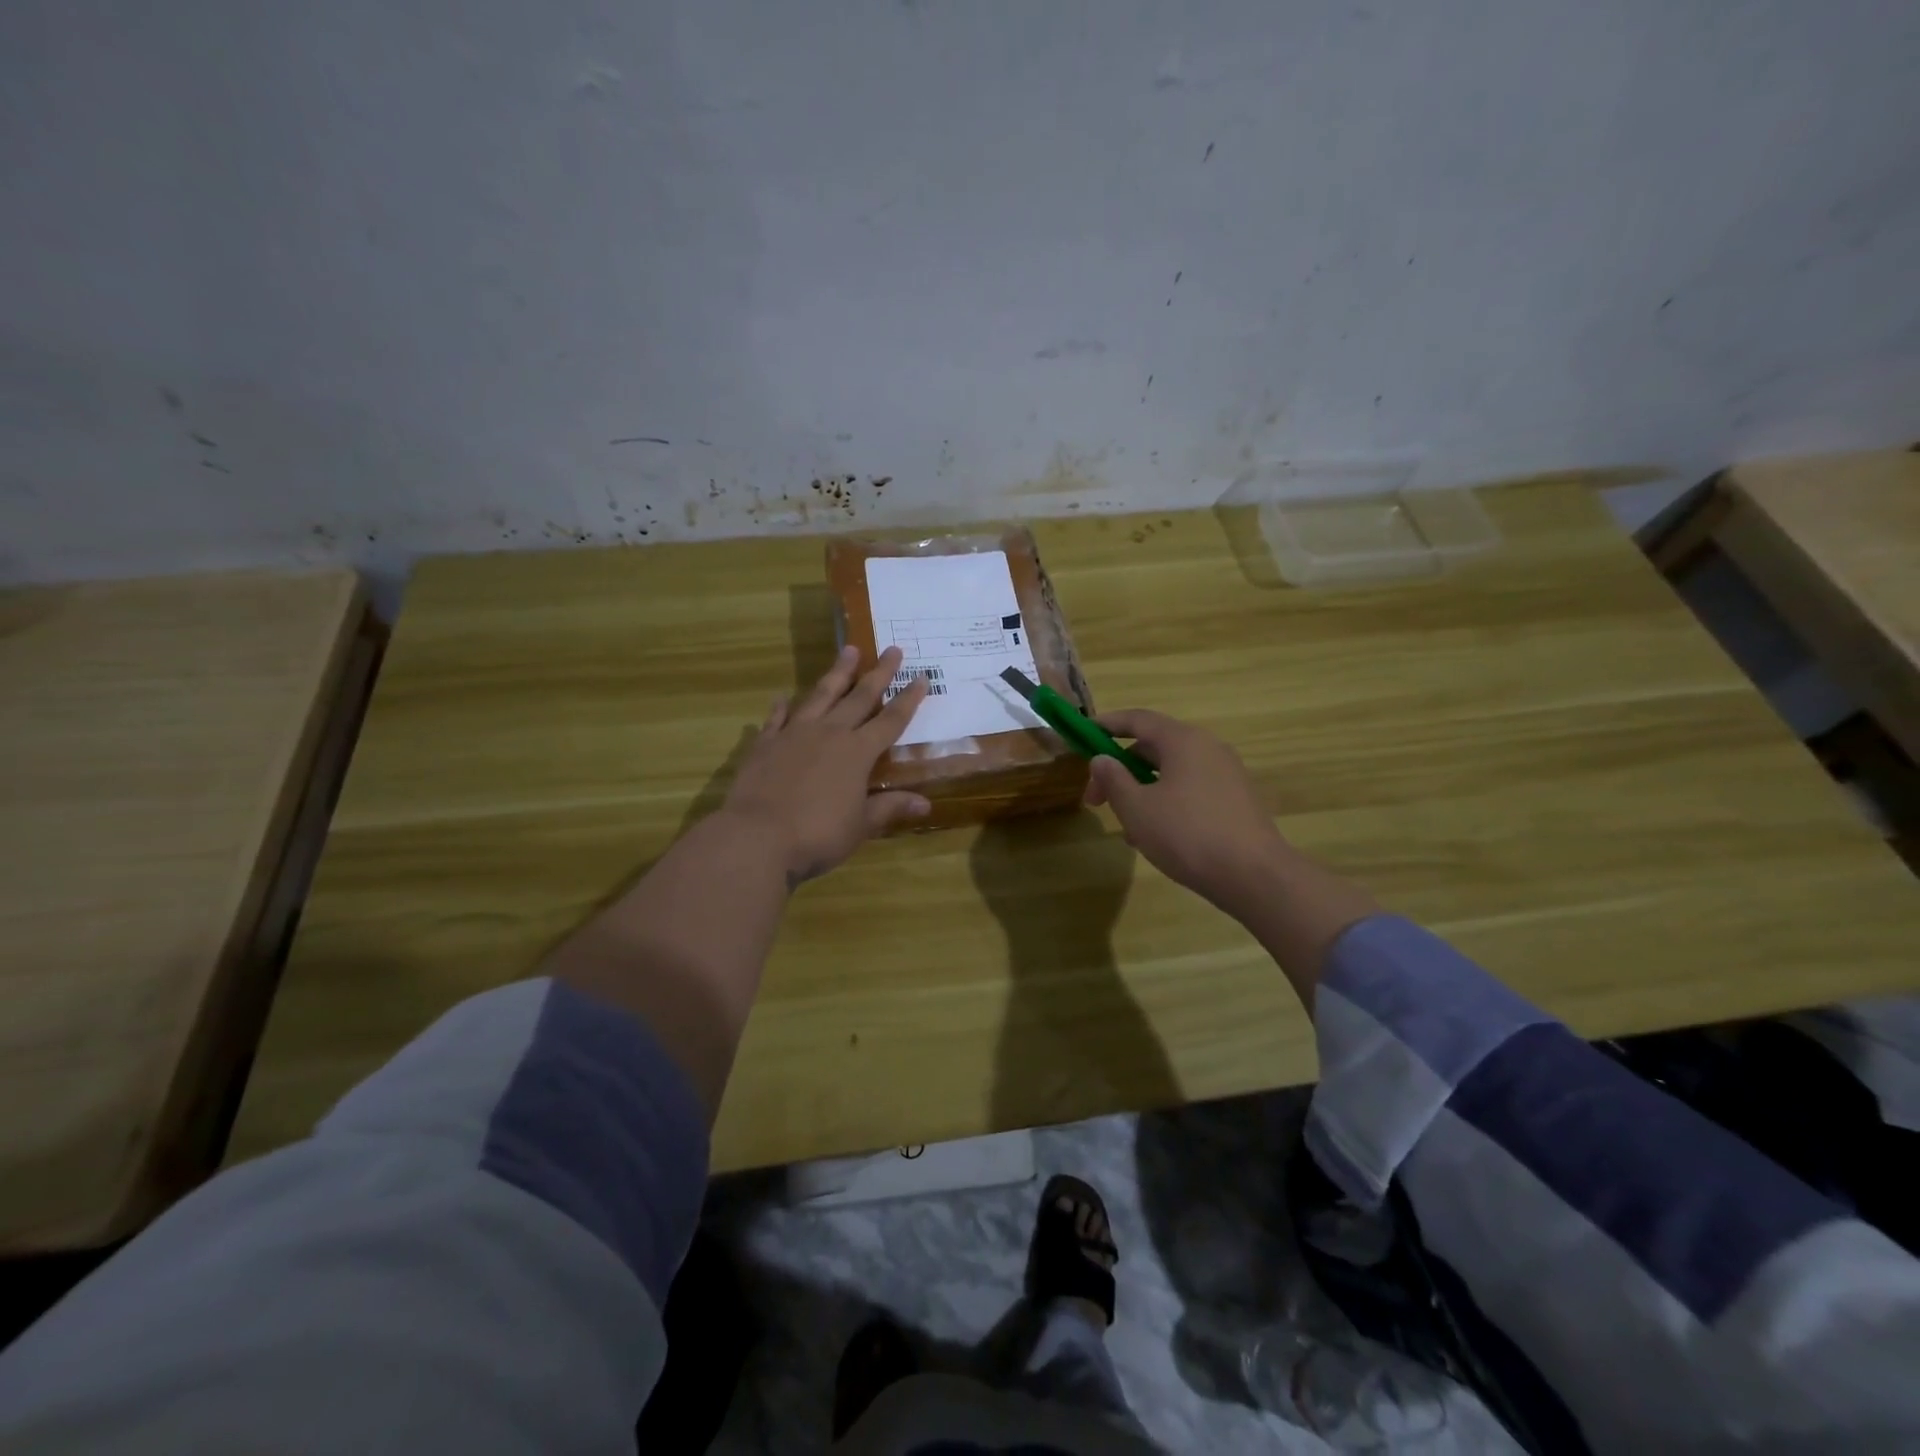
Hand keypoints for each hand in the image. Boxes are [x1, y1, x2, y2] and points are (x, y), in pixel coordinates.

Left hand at [722, 644, 930, 883]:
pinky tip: (783, 697)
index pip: (891, 720)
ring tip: (848, 651)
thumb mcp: (861, 826)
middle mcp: (829, 734)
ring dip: (837, 673)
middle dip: (879, 673)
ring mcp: (794, 734)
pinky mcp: (765, 744)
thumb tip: (926, 803)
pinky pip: (777, 719)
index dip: (908, 700)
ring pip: (820, 695)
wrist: (757, 837)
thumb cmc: (817, 835)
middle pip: (859, 697)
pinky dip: (782, 707)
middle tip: (892, 649)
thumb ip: (890, 808)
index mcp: (857, 753)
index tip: (922, 677)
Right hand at [1082, 709, 1290, 911]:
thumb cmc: (1187, 835)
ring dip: (1142, 791)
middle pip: (1154, 747)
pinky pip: (1191, 789)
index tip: (1083, 736)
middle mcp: (1208, 748)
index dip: (1107, 724)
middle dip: (1120, 770)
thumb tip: (1101, 759)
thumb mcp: (1137, 809)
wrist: (1255, 876)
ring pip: (1172, 772)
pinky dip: (1166, 802)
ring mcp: (1226, 774)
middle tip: (1096, 800)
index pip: (1137, 719)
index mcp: (1183, 740)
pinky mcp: (1236, 800)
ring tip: (1126, 827)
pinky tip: (1156, 836)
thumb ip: (1114, 779)